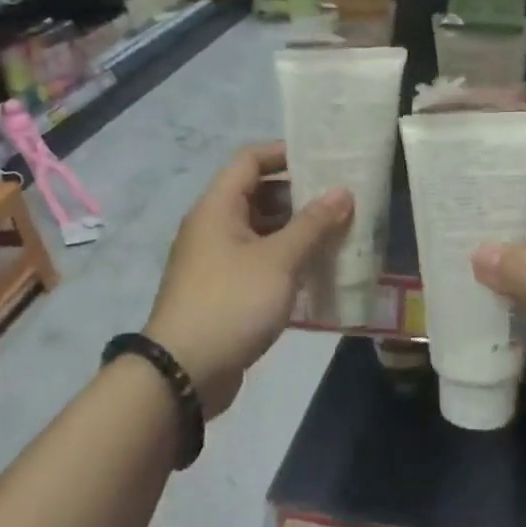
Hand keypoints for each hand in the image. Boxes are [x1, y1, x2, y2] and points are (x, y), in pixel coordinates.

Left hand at [145, 143, 350, 415]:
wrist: (182, 374)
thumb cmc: (231, 303)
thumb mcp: (279, 260)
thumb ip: (313, 224)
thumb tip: (343, 192)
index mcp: (218, 207)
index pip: (250, 159)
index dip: (284, 152)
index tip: (323, 159)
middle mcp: (213, 226)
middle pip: (258, 194)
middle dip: (299, 195)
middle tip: (341, 199)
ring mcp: (217, 260)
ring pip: (261, 230)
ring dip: (296, 230)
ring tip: (338, 233)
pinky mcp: (224, 290)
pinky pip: (259, 261)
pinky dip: (286, 259)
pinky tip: (317, 270)